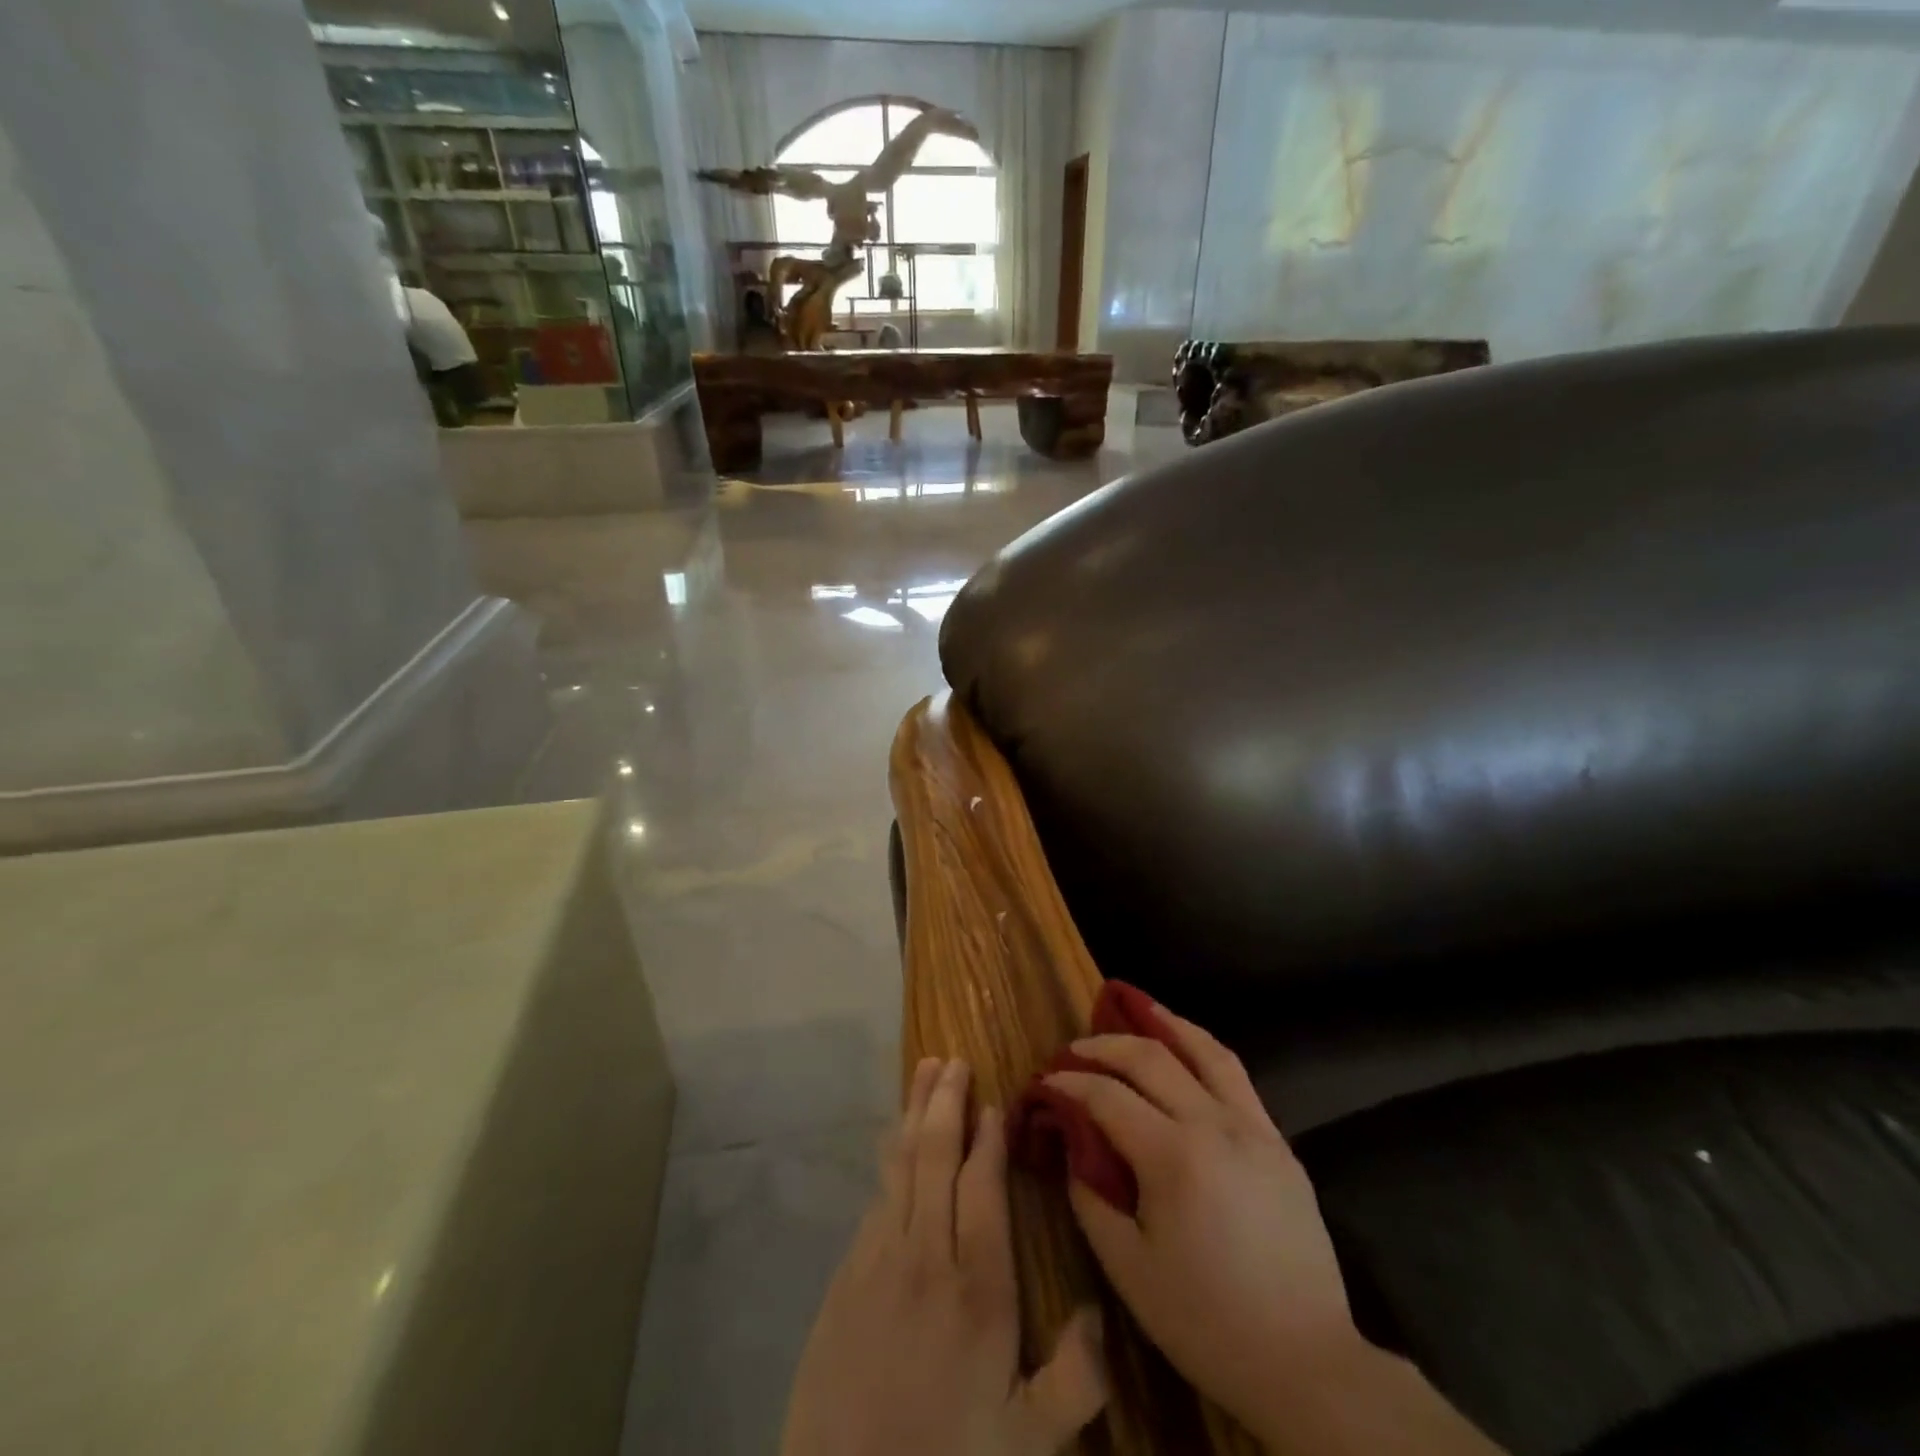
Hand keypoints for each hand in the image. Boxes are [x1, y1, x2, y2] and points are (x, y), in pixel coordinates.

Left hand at [781, 1057, 1107, 1455]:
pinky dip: (890, 1160)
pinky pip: (876, 1199)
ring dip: (913, 1114)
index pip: (982, 1187)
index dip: (988, 1140)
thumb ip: (1075, 1380)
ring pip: (900, 1166)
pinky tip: (896, 1144)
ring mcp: (878, 1261)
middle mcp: (925, 1257)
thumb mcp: (1027, 1444)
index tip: (994, 1103)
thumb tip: (1100, 1315)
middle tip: (952, 1060)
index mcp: (976, 1288)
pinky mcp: (846, 1277)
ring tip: (924, 1074)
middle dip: (945, 1103)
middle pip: (934, 1157)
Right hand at [1045, 1009, 1363, 1437]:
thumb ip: (1090, 1198)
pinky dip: (1202, 1049)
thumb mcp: (1129, 1270)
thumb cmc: (1207, 1322)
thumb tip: (1072, 1145)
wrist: (1307, 1363)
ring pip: (1202, 1050)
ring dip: (1161, 1024)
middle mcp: (1214, 1125)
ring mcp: (1253, 1128)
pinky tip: (1186, 1048)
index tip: (1044, 1083)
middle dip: (1103, 1046)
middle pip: (1150, 1058)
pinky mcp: (1277, 1141)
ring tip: (1132, 1008)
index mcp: (1173, 1157)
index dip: (1068, 1083)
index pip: (1106, 1096)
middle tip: (1073, 1051)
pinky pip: (1235, 1075)